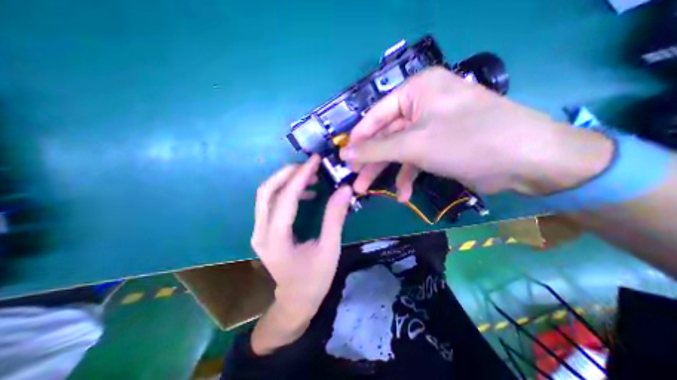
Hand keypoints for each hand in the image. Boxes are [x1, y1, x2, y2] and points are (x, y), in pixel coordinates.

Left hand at [250, 155, 355, 319]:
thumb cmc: (314, 279)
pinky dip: (287, 192)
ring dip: (287, 181)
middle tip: (310, 166)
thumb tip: (344, 189)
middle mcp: (260, 232)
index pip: (286, 197)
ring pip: (266, 195)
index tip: (315, 160)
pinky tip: (306, 193)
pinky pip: (271, 203)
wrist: (296, 301)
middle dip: (288, 173)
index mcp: (276, 238)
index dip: (301, 176)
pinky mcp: (264, 231)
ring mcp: (259, 231)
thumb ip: (335, 217)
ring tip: (312, 178)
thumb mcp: (329, 249)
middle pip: (266, 191)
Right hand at [342, 67, 617, 198]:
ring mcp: (431, 127)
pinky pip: (415, 160)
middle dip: (370, 159)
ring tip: (367, 190)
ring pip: (398, 150)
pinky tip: (402, 195)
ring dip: (385, 171)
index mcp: (416, 91)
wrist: (526, 162)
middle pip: (386, 135)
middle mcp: (422, 105)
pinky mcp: (439, 146)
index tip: (344, 158)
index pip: (376, 115)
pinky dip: (407, 177)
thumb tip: (345, 153)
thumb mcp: (413, 145)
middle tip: (354, 179)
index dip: (358, 138)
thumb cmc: (466, 141)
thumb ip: (376, 149)